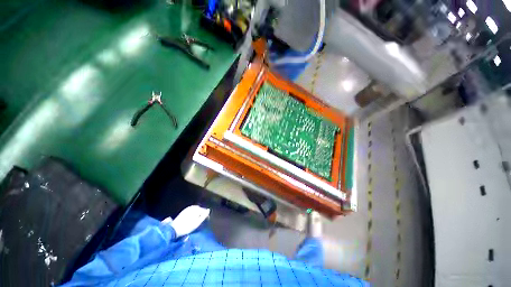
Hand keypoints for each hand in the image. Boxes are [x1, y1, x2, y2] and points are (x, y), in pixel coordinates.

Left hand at [168, 205, 210, 237]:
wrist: (174, 229)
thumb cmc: (187, 227)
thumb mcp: (197, 223)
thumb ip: (204, 216)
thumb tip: (209, 210)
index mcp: (196, 209)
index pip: (204, 210)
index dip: (206, 215)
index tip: (206, 221)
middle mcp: (192, 207)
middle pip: (200, 209)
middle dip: (202, 213)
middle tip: (202, 220)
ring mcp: (187, 208)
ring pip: (195, 209)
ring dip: (198, 213)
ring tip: (198, 219)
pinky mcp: (184, 211)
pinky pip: (191, 210)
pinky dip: (193, 213)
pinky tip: (192, 217)